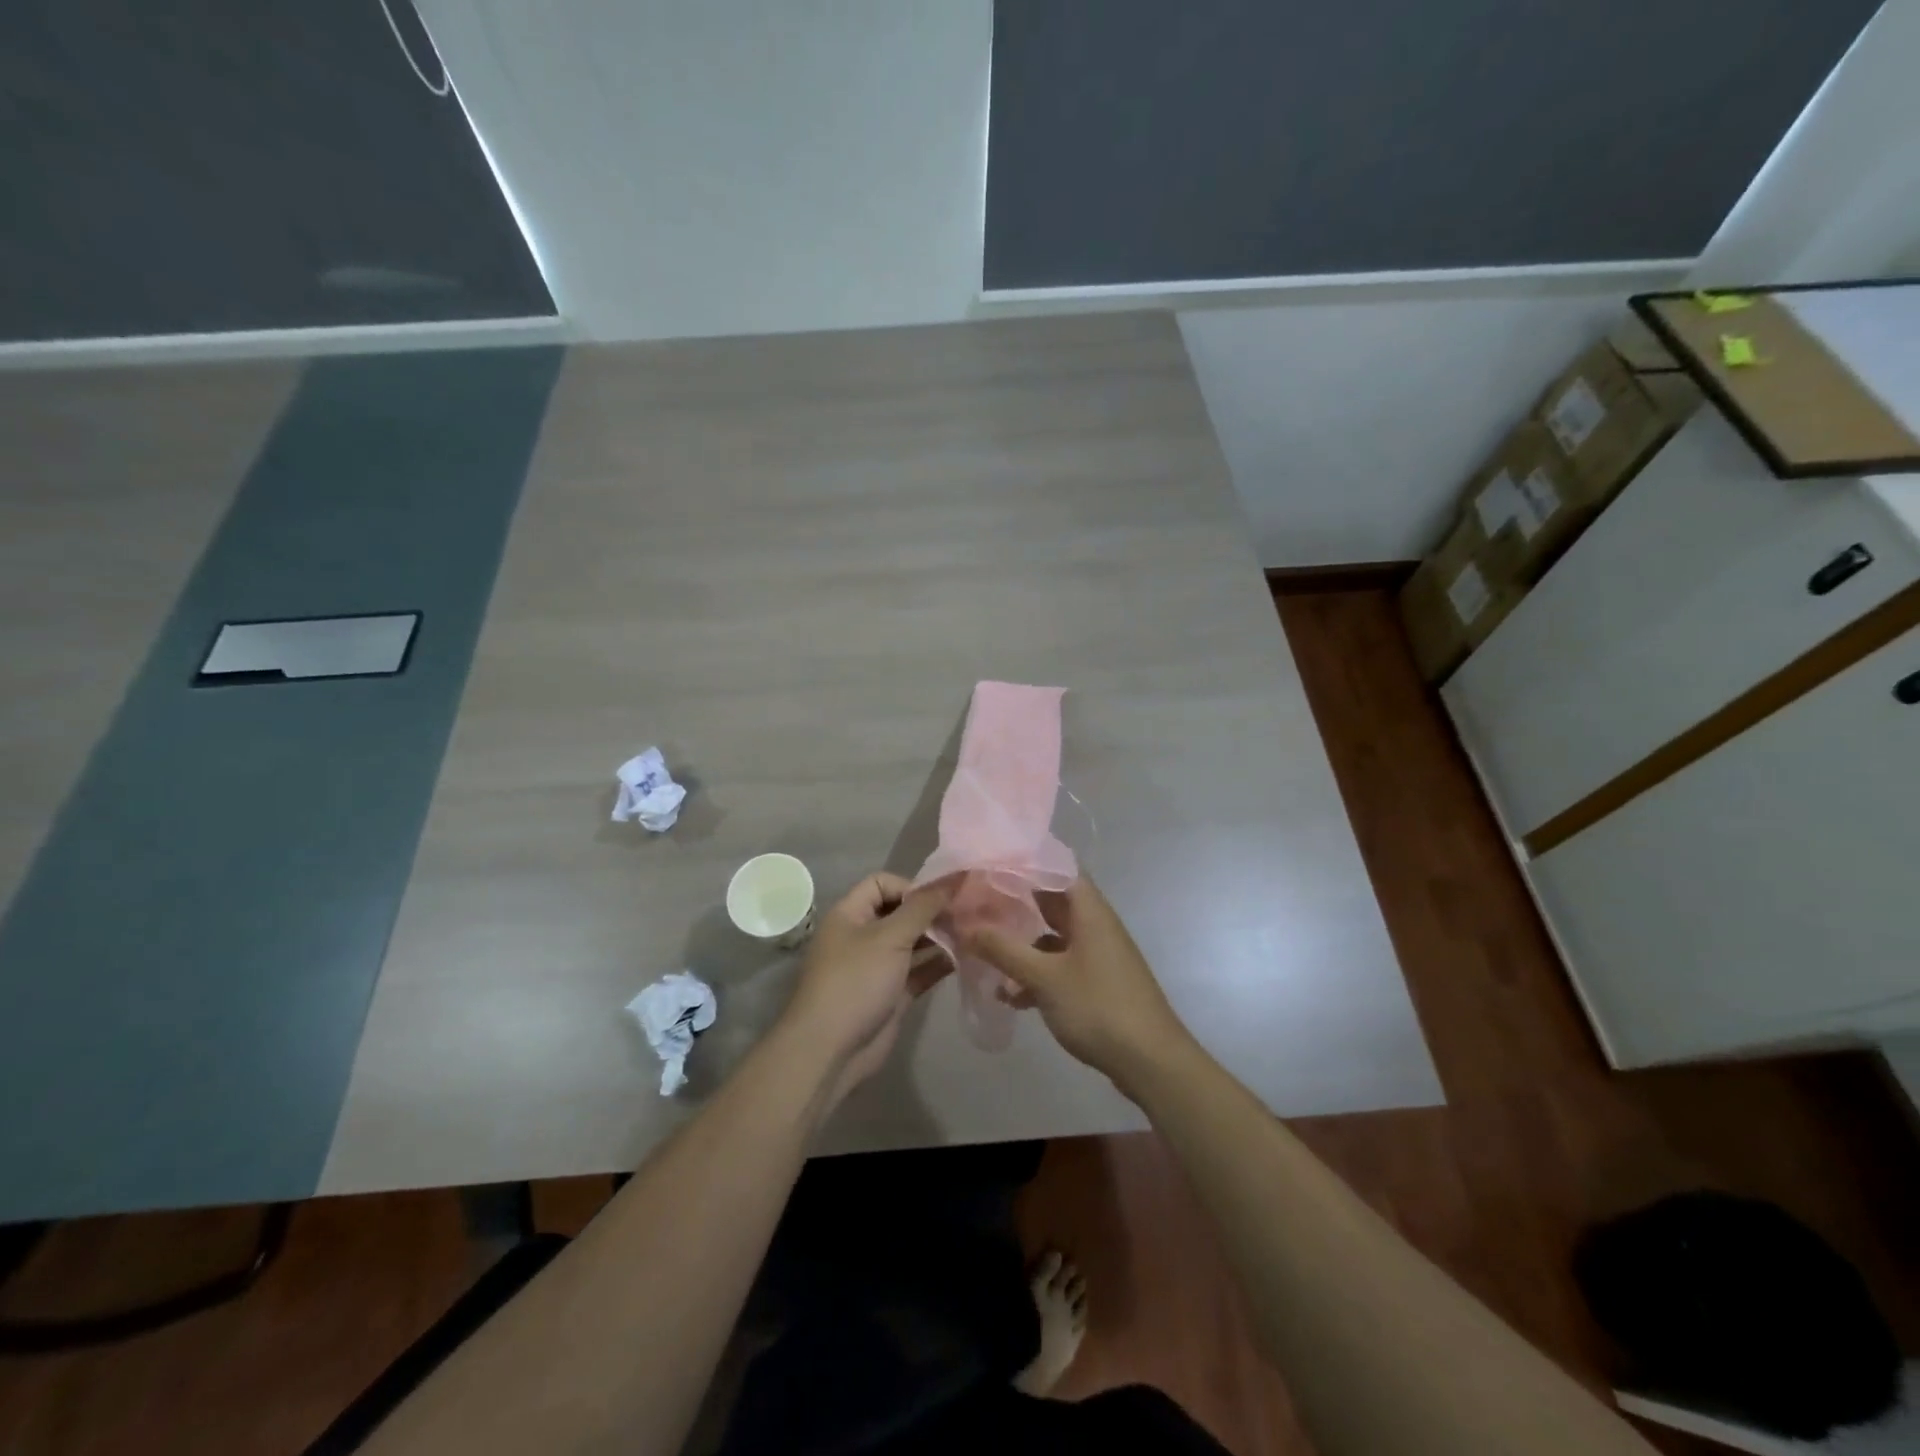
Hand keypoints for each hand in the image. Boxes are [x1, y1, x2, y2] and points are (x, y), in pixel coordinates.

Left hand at [780, 872, 954, 1107]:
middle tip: (967, 915)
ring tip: (974, 934)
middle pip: (901, 913)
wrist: (831, 1050)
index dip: (911, 887)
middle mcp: (863, 936)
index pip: (882, 884)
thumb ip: (923, 907)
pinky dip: (939, 964)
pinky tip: (966, 959)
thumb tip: (953, 878)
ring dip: (940, 938)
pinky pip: (919, 971)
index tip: (941, 900)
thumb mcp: (890, 937)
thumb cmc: (856, 981)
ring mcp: (878, 966)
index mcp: (851, 914)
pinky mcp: (892, 994)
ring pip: (913, 943)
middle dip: (932, 912)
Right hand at [965, 876, 1193, 1095]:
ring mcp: (1098, 955)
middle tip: (976, 905)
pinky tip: (1010, 996)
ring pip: (1052, 937)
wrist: (1151, 1062)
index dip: (1024, 862)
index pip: (1056, 867)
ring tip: (983, 952)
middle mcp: (1095, 925)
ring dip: (1022, 944)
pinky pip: (1060, 965)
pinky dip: (1036, 973)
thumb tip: (965, 926)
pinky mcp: (1097, 982)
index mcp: (1089, 910)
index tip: (989, 864)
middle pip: (1051, 902)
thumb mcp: (1044, 977)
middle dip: (1015, 905)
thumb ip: (1003, 949)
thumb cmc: (1098, 1007)